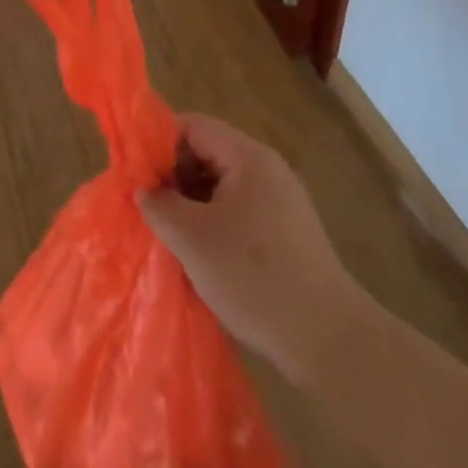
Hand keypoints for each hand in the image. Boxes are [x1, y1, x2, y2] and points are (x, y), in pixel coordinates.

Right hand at [138, 113, 373, 384]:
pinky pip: (240, 211)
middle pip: (207, 153)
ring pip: (222, 186)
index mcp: (247, 157)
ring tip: (171, 237)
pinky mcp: (288, 233)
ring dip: (193, 205)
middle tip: (150, 210)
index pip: (192, 126)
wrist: (329, 341)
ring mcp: (282, 201)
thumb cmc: (254, 278)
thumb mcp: (192, 239)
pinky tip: (202, 257)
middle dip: (175, 178)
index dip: (159, 144)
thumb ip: (159, 205)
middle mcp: (267, 169)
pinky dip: (215, 224)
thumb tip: (144, 190)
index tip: (137, 176)